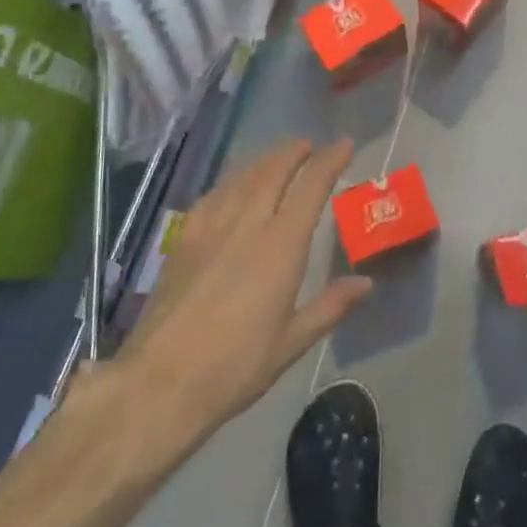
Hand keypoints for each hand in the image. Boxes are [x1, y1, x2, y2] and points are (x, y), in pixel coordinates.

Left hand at [98, 138, 370, 456]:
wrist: (160, 382)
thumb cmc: (236, 366)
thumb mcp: (292, 342)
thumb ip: (331, 306)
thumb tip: (366, 283)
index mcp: (281, 244)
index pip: (311, 185)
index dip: (331, 159)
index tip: (345, 144)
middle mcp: (248, 223)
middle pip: (274, 169)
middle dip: (295, 150)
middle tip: (310, 145)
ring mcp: (211, 227)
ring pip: (242, 176)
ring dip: (265, 159)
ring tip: (278, 157)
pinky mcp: (183, 239)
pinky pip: (213, 195)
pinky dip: (232, 181)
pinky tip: (233, 187)